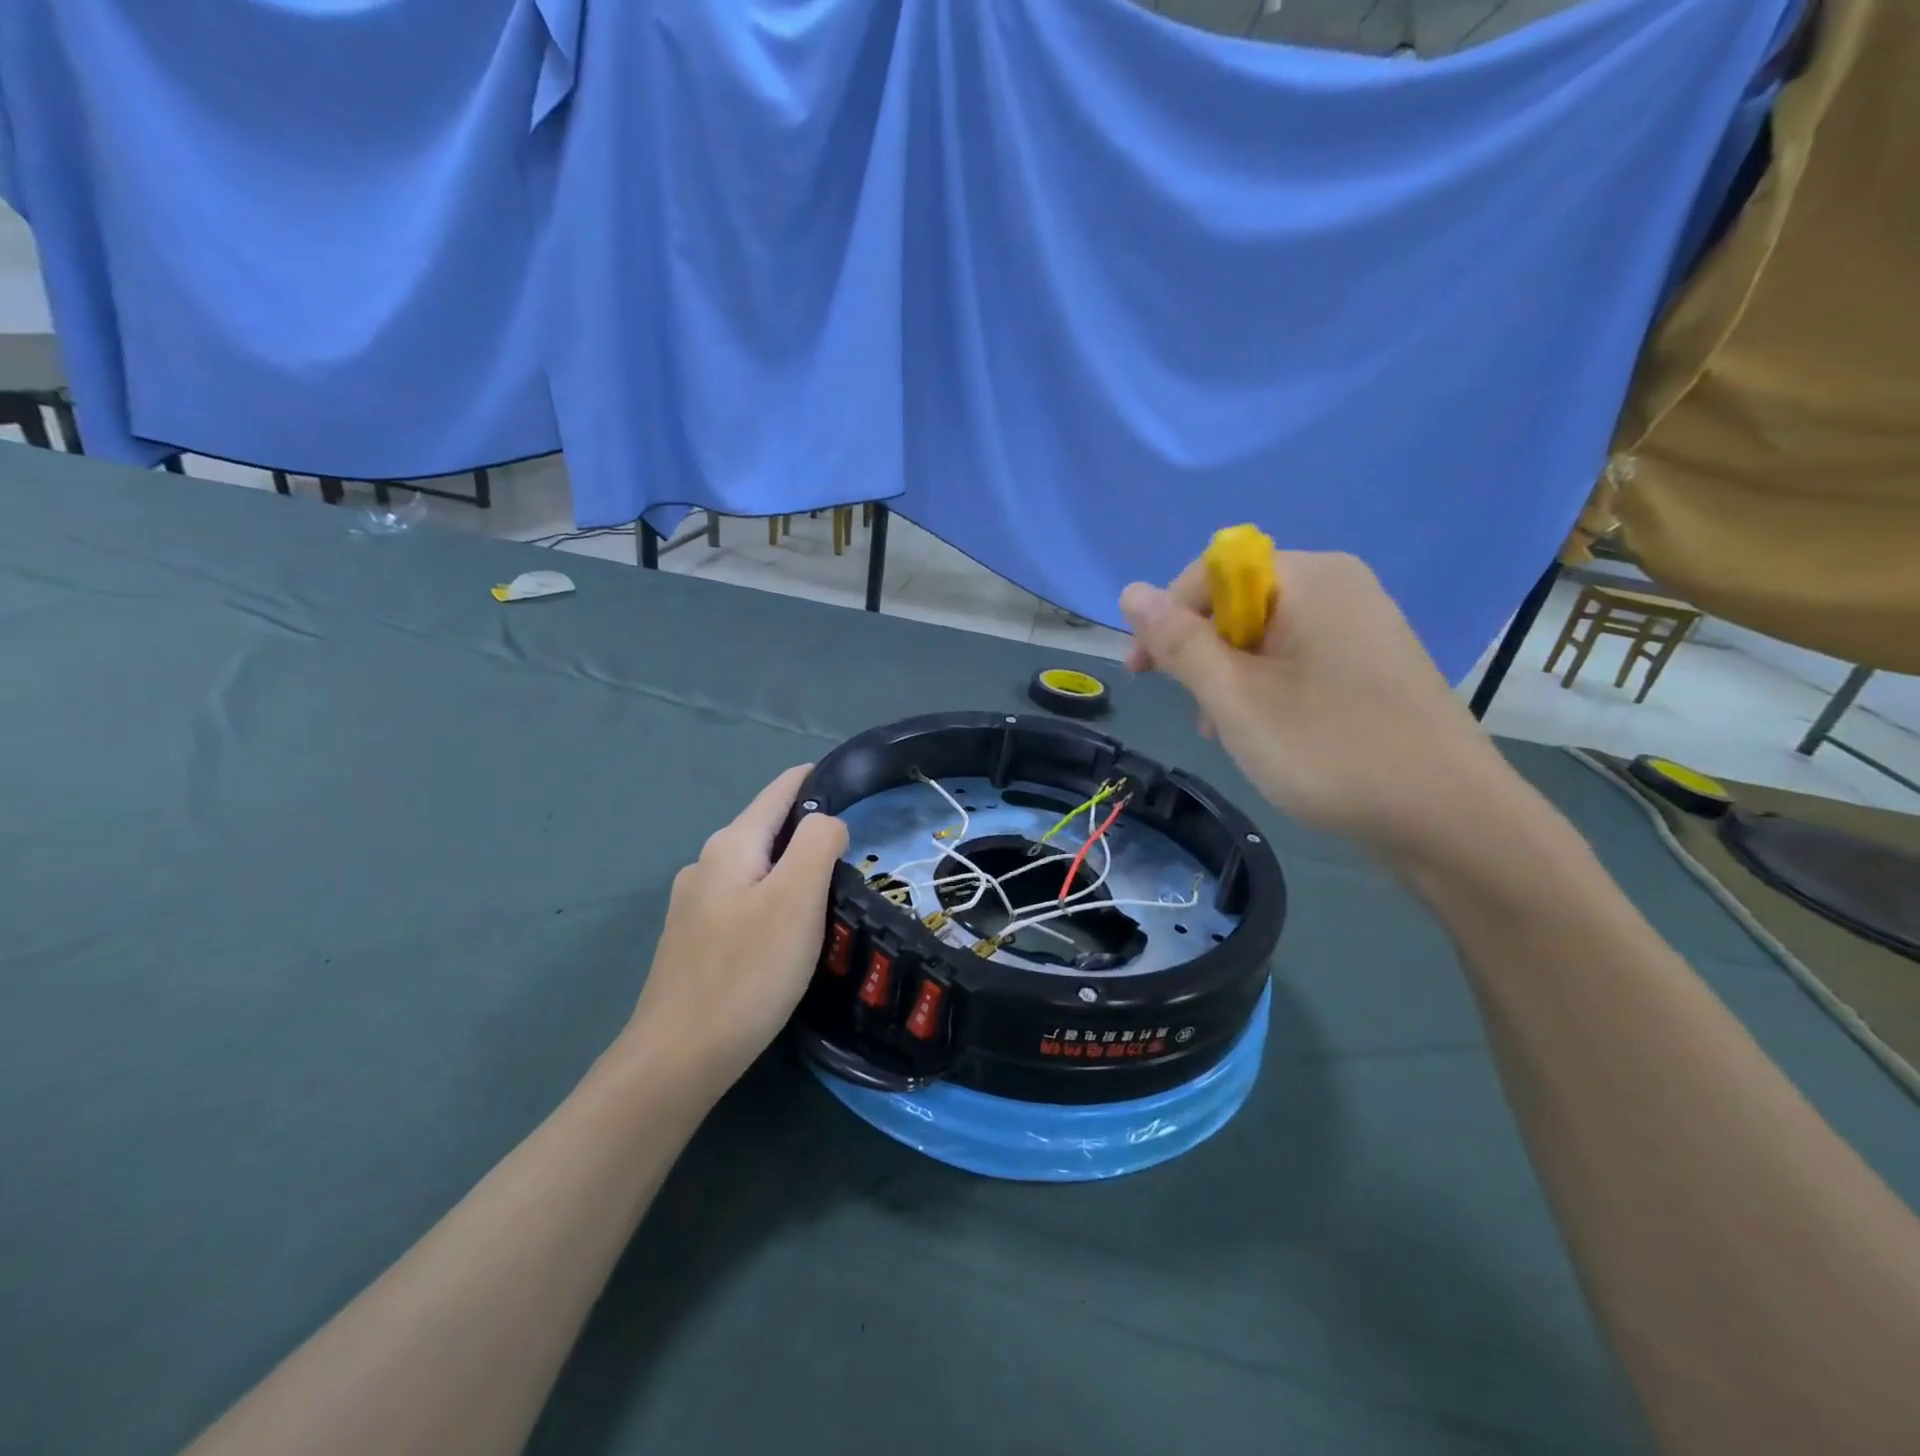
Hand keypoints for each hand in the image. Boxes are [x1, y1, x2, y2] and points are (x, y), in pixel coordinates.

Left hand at [619, 765, 847, 1099]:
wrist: (678, 1056)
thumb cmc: (747, 971)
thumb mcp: (796, 899)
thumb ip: (818, 844)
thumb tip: (828, 821)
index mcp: (732, 845)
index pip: (781, 789)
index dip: (819, 781)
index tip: (858, 788)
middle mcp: (707, 863)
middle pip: (769, 828)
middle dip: (812, 831)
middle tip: (858, 855)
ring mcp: (694, 903)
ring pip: (758, 867)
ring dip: (794, 869)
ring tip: (831, 894)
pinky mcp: (694, 939)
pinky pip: (745, 900)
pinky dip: (775, 900)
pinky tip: (790, 932)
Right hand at [1121, 550, 1513, 861]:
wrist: (1450, 820)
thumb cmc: (1331, 752)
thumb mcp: (1236, 699)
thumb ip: (1179, 642)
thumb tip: (1130, 591)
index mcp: (1310, 578)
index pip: (1209, 572)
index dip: (1167, 619)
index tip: (1142, 673)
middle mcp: (1340, 586)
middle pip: (1238, 602)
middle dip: (1201, 654)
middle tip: (1193, 713)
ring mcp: (1362, 623)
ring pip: (1265, 635)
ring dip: (1230, 677)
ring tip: (1226, 732)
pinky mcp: (1373, 661)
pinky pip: (1298, 657)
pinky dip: (1267, 687)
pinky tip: (1264, 732)